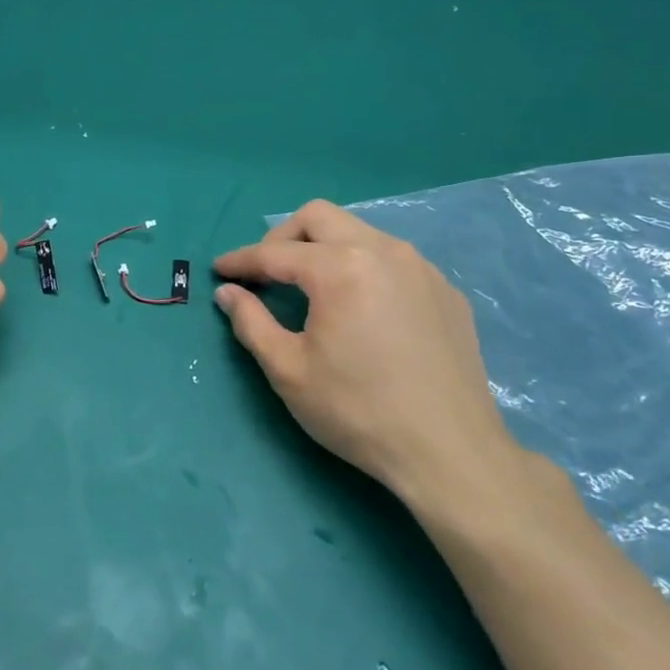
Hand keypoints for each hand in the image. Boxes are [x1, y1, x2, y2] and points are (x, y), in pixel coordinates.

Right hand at [213, 200, 524, 509]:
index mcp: (340, 268)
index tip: (219, 270)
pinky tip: (362, 309)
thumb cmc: (357, 411)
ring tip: (311, 288)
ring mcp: (422, 268)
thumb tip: (228, 292)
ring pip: (360, 232)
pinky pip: (393, 260)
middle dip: (282, 238)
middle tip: (266, 274)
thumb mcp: (288, 370)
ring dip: (325, 248)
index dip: (241, 261)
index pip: (275, 252)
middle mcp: (383, 251)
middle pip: (319, 217)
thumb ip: (251, 322)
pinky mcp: (446, 291)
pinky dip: (363, 268)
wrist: (450, 452)